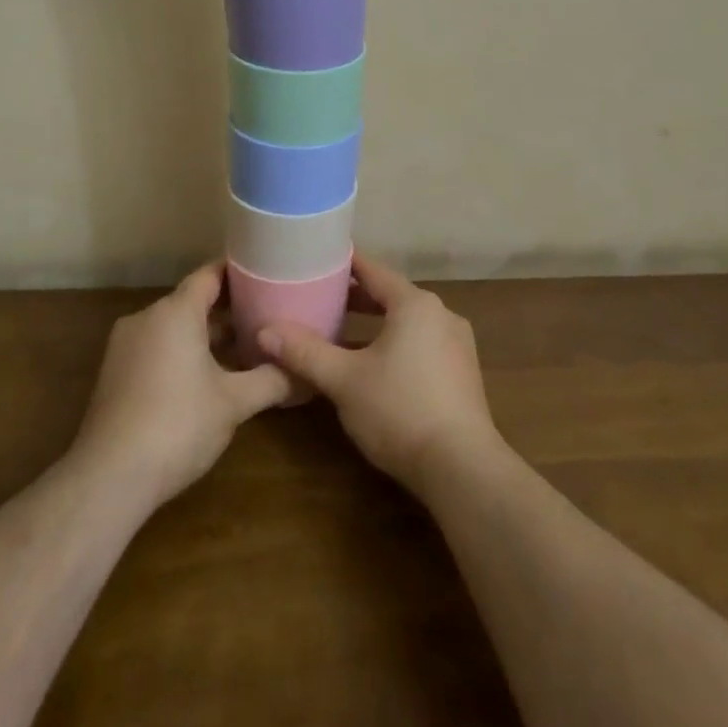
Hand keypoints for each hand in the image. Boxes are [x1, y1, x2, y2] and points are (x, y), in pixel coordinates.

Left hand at [73, 262, 290, 507]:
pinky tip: (206, 380)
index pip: (210, 275)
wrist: (108, 478)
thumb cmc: (177, 425)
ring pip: (174, 328)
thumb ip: (272, 380)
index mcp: (175, 312)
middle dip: (228, 310)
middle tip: (266, 318)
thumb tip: (307, 374)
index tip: (266, 275)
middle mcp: (147, 318)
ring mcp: (125, 346)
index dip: (239, 273)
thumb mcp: (234, 403)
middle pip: (192, 302)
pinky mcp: (115, 373)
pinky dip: (182, 353)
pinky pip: (156, 348)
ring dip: (206, 336)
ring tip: (243, 351)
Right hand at [258, 254, 504, 498]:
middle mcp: (441, 314)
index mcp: (415, 304)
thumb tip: (265, 330)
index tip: (320, 258)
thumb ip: (305, 352)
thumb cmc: (399, 410)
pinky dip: (397, 343)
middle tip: (322, 297)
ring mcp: (457, 344)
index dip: (346, 264)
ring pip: (408, 321)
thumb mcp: (344, 380)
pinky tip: (376, 364)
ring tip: (343, 330)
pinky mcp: (463, 373)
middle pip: (392, 295)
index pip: (374, 271)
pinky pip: (423, 343)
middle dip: (358, 297)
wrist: (462, 468)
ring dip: (377, 323)